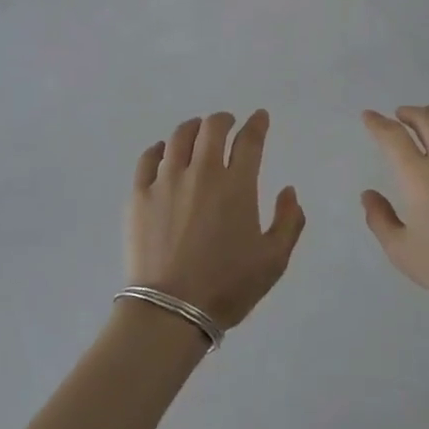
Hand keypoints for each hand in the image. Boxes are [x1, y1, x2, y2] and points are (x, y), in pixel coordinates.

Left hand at [129, 111, 304, 328]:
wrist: (171, 310)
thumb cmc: (227, 287)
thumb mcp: (273, 261)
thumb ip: (288, 221)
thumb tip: (289, 191)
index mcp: (237, 185)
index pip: (249, 140)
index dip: (257, 124)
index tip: (260, 117)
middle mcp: (202, 172)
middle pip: (212, 128)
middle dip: (223, 120)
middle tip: (228, 123)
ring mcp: (166, 180)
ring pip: (179, 137)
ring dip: (193, 128)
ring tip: (197, 132)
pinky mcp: (139, 194)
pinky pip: (148, 158)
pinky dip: (159, 148)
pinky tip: (163, 152)